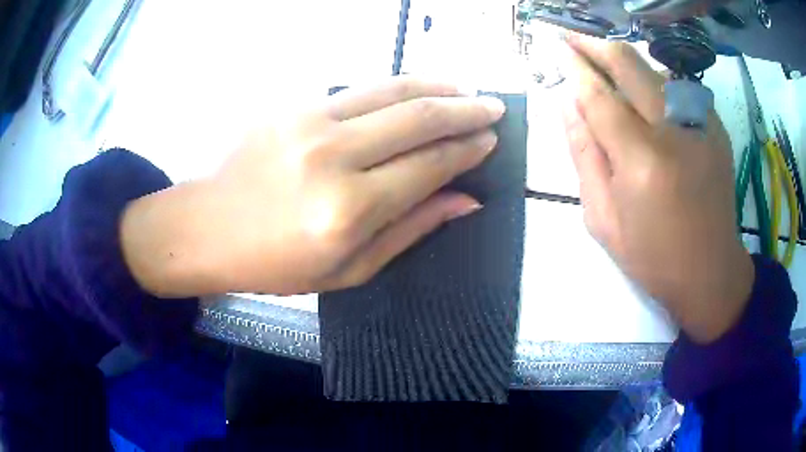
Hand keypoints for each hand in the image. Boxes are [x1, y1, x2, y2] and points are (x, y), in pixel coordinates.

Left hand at [121, 78, 504, 297]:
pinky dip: (396, 86)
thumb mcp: (349, 269)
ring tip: (465, 88)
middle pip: (418, 118)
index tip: (490, 141)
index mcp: (349, 210)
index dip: (467, 150)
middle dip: (466, 109)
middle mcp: (333, 157)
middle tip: (494, 107)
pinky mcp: (292, 105)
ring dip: (437, 85)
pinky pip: (357, 88)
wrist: (206, 227)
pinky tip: (415, 90)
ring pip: (391, 89)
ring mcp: (309, 122)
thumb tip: (466, 200)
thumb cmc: (274, 263)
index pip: (429, 165)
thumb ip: (412, 229)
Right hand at [564, 35, 753, 342]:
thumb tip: (568, 105)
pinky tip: (647, 99)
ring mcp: (702, 125)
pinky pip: (679, 89)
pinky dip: (656, 84)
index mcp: (642, 162)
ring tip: (608, 69)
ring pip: (655, 70)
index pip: (599, 95)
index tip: (557, 48)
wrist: (711, 273)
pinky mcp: (716, 128)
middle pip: (629, 64)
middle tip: (573, 38)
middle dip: (596, 45)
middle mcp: (675, 132)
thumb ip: (584, 155)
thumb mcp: (603, 218)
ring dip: (626, 63)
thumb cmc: (653, 257)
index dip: (575, 67)